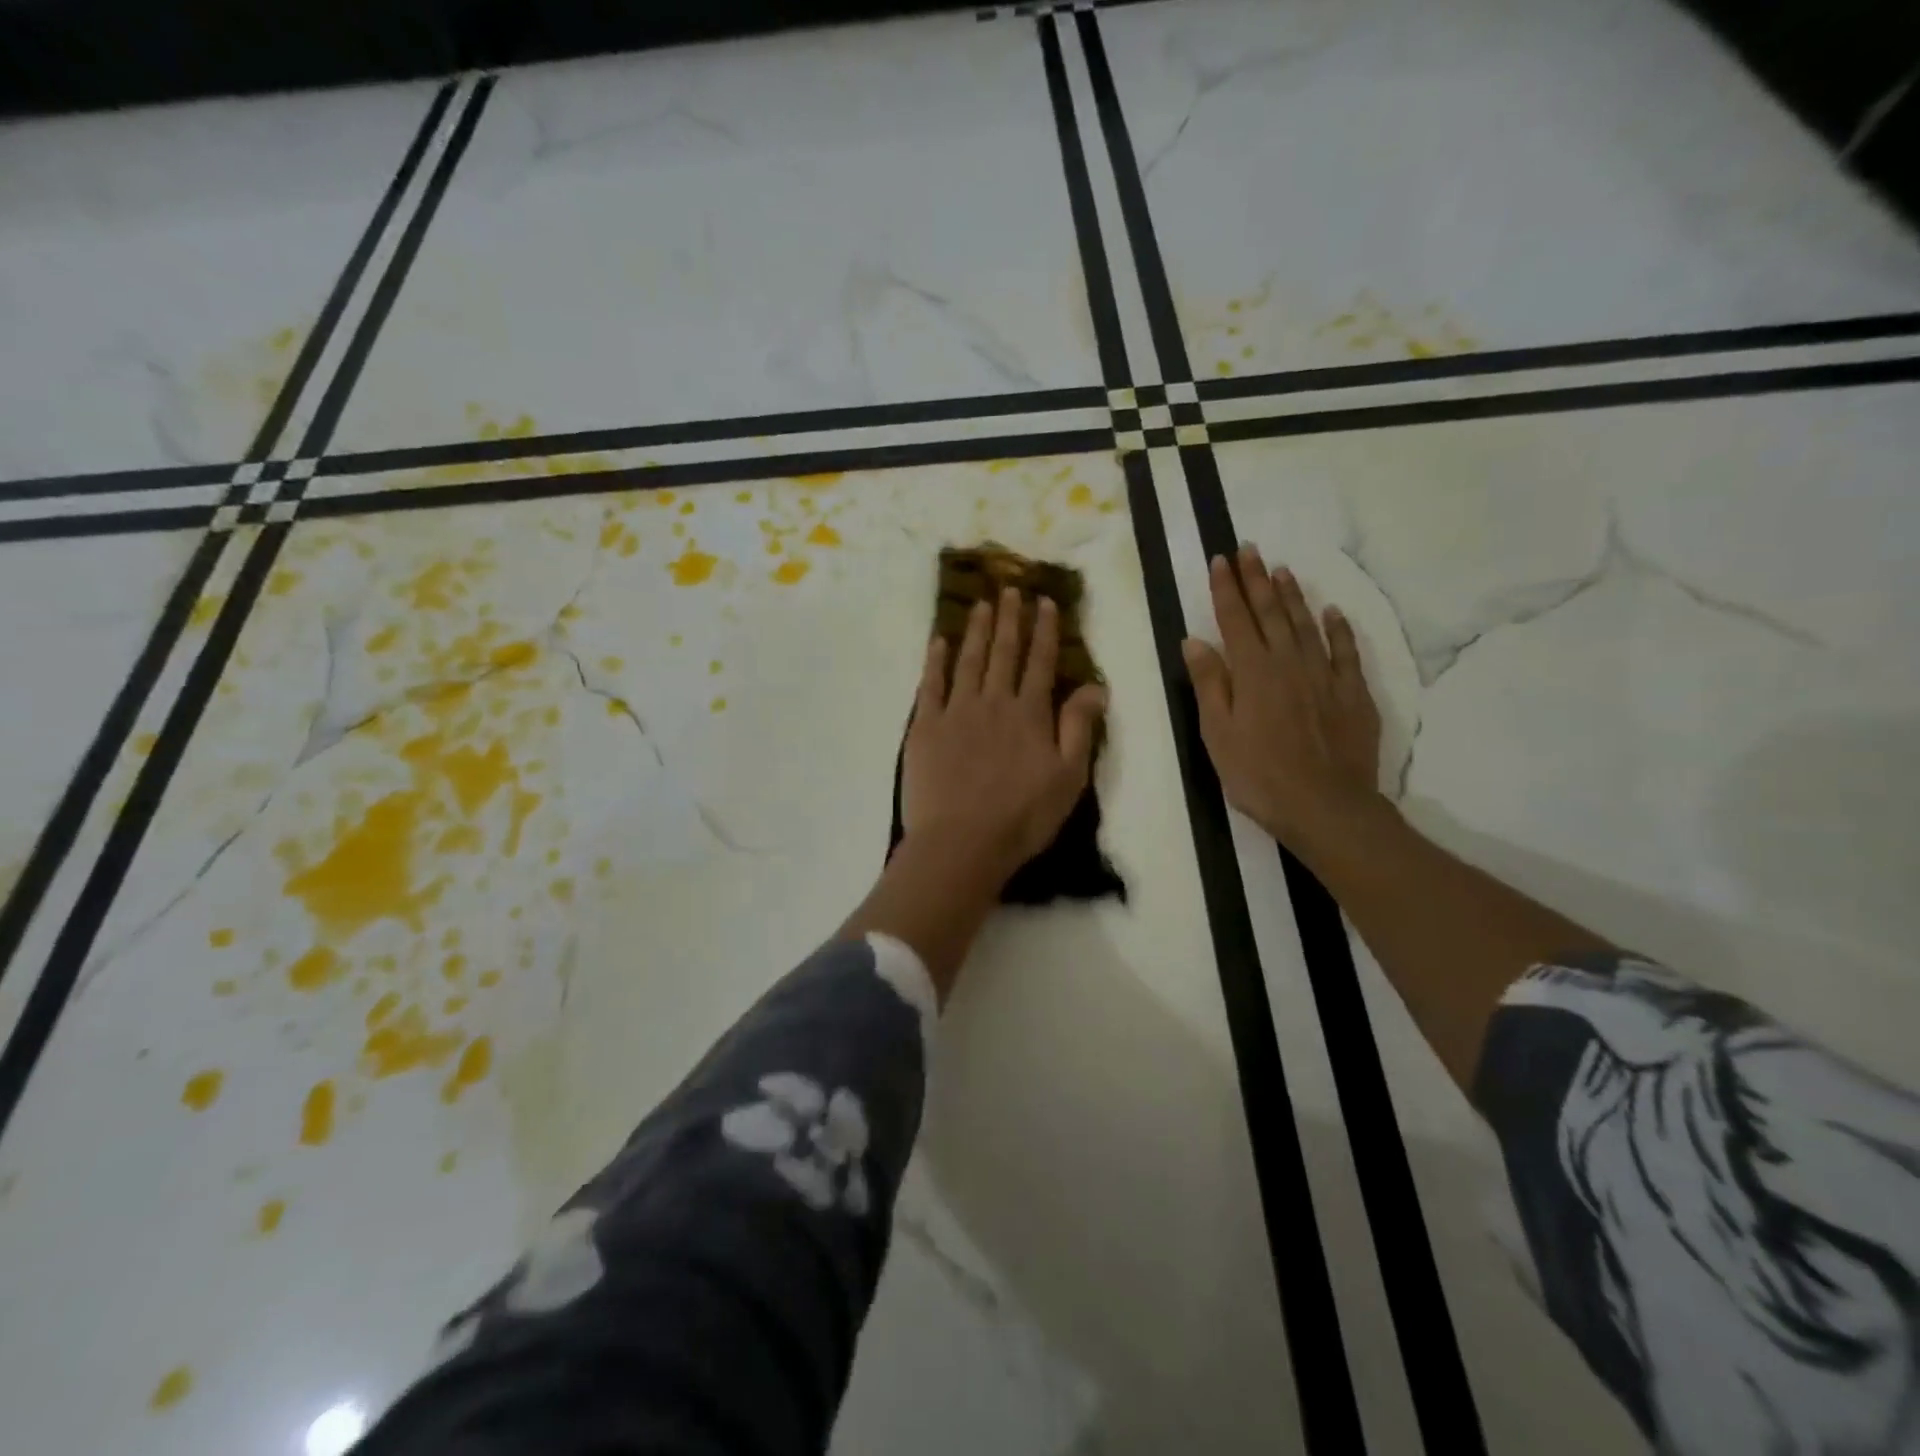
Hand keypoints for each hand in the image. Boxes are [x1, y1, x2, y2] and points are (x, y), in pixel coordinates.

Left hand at [902, 587, 1108, 887]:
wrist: (961, 842)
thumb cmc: (1022, 817)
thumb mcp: (1068, 778)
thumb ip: (1079, 728)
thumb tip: (1095, 686)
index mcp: (1030, 714)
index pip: (1041, 663)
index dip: (1044, 631)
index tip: (1044, 602)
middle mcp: (994, 702)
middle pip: (1003, 653)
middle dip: (1009, 619)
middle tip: (1010, 588)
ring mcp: (956, 712)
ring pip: (968, 661)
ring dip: (976, 630)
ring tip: (980, 603)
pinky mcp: (925, 727)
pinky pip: (930, 685)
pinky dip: (935, 661)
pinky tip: (939, 641)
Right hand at [1182, 545, 1384, 853]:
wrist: (1325, 805)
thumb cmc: (1258, 774)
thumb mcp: (1217, 733)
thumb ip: (1209, 683)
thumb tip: (1194, 640)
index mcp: (1252, 672)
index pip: (1235, 619)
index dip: (1226, 588)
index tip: (1220, 560)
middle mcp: (1288, 663)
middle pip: (1271, 613)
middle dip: (1257, 579)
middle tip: (1250, 549)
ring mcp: (1324, 675)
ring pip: (1307, 624)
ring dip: (1293, 595)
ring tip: (1282, 570)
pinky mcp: (1352, 693)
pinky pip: (1346, 651)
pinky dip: (1338, 629)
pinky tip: (1332, 612)